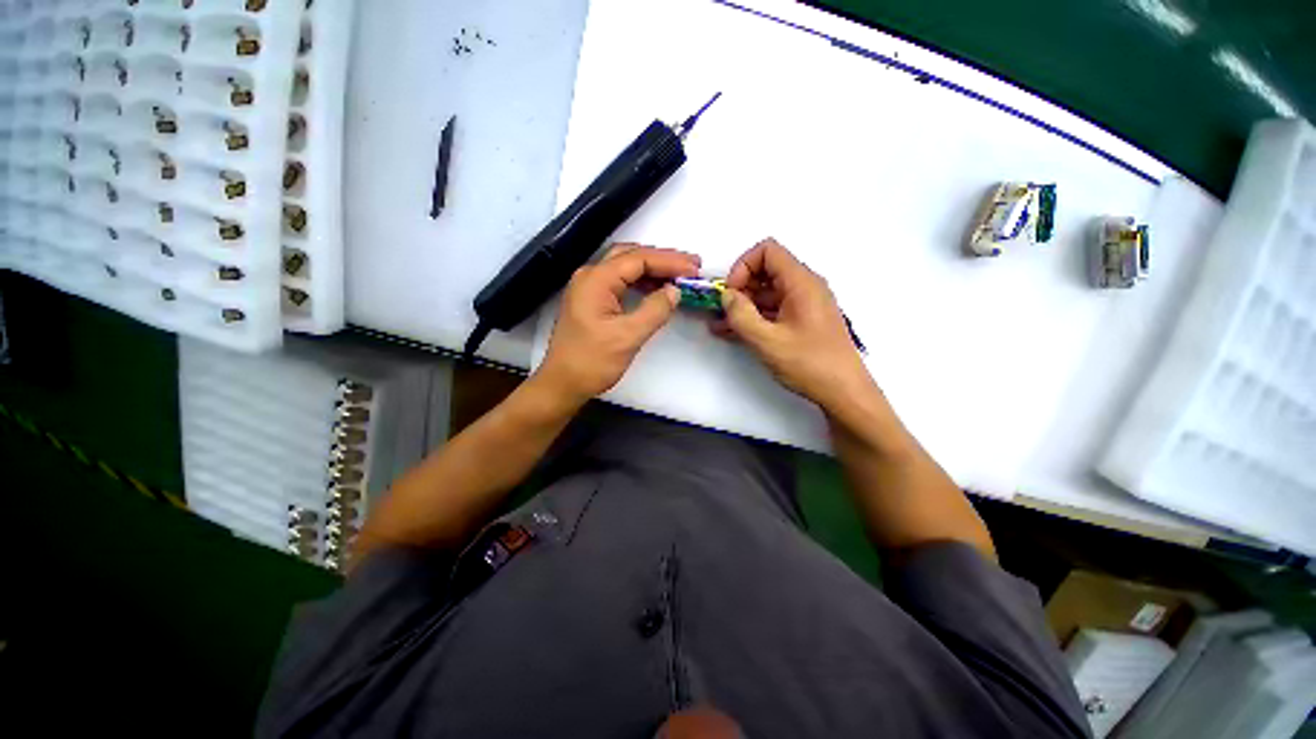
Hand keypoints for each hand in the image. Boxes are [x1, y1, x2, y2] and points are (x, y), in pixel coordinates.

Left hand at [536, 244, 699, 404]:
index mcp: (596, 280)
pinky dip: (641, 282)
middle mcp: (590, 276)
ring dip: (652, 269)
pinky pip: (620, 282)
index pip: (638, 258)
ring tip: (679, 276)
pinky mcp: (592, 301)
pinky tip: (656, 290)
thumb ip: (655, 310)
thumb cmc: (592, 362)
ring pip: (625, 267)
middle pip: (631, 255)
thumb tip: (675, 290)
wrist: (563, 384)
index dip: (669, 261)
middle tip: (690, 266)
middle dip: (662, 259)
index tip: (695, 268)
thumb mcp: (628, 337)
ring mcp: (589, 288)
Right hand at [714, 238, 871, 411]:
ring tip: (719, 325)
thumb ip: (741, 315)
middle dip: (739, 288)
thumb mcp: (767, 341)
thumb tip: (727, 296)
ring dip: (743, 306)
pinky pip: (773, 310)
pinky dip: (754, 318)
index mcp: (801, 283)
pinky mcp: (802, 322)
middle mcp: (804, 287)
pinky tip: (733, 333)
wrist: (844, 392)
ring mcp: (804, 305)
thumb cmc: (809, 363)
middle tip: (722, 311)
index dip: (743, 266)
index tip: (731, 292)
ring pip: (767, 293)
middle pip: (766, 271)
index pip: (767, 251)